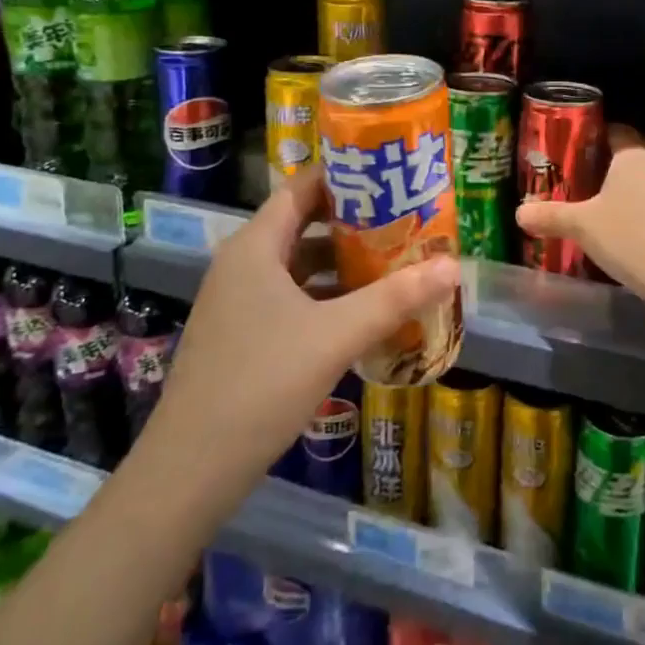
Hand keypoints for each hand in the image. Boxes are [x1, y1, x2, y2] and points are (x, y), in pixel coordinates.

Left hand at [139, 166, 460, 514]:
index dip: (344, 176)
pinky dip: (328, 297)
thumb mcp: (336, 335)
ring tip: (396, 262)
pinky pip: (293, 299)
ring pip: (299, 266)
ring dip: (344, 264)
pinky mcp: (243, 336)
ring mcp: (239, 303)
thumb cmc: (262, 383)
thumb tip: (453, 266)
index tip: (390, 174)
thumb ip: (396, 298)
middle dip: (355, 222)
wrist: (191, 470)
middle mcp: (243, 265)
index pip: (301, 188)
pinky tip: (364, 314)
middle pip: (304, 225)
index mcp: (255, 247)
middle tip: (406, 218)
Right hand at [515, 127, 644, 316]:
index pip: (612, 131)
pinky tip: (616, 232)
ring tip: (589, 208)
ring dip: (618, 193)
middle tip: (570, 181)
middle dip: (600, 168)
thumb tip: (518, 213)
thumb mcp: (581, 225)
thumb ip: (549, 215)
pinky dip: (634, 212)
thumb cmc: (630, 237)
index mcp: (635, 154)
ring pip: (640, 183)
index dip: (588, 138)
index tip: (565, 151)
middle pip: (625, 158)